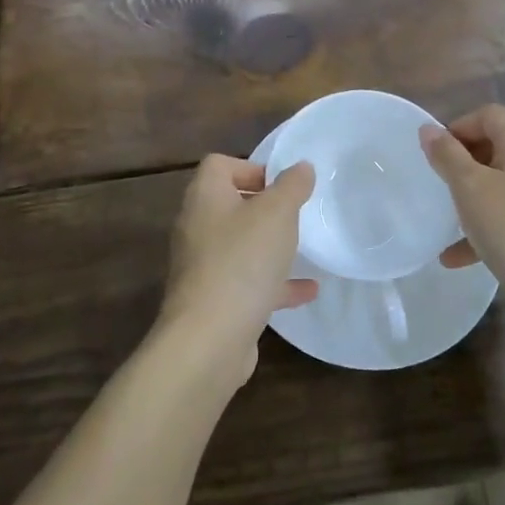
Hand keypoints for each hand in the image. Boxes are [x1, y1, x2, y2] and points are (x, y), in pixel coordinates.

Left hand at [157, 156, 317, 382]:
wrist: (209, 339)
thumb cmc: (242, 261)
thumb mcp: (277, 213)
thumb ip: (292, 186)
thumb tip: (301, 167)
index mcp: (205, 197)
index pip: (219, 165)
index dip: (251, 168)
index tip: (281, 185)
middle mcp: (197, 227)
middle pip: (229, 205)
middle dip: (263, 208)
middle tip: (295, 215)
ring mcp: (202, 266)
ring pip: (239, 246)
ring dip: (268, 246)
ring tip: (302, 249)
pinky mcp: (213, 301)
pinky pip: (246, 282)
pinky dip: (274, 283)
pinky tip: (307, 291)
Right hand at [421, 105, 504, 299]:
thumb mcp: (469, 188)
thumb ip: (446, 155)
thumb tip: (429, 129)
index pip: (488, 115)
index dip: (458, 127)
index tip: (435, 155)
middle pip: (496, 146)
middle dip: (464, 162)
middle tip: (440, 184)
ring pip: (502, 183)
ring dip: (473, 197)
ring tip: (447, 219)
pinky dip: (487, 226)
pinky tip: (458, 257)